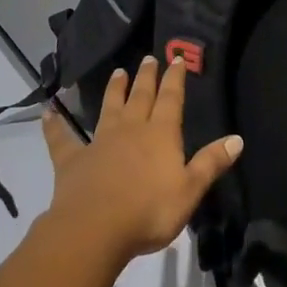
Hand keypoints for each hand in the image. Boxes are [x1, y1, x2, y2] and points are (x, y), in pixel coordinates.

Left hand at [41, 55, 242, 267]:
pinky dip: (55, 124)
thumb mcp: (189, 190)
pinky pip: (62, 137)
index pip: (171, 99)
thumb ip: (211, 163)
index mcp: (160, 134)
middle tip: (148, 58)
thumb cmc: (149, 212)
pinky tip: (48, 111)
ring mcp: (99, 142)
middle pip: (141, 96)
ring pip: (109, 108)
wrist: (95, 228)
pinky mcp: (73, 160)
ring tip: (118, 72)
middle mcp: (131, 129)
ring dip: (114, 90)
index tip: (176, 59)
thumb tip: (237, 138)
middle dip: (146, 77)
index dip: (175, 79)